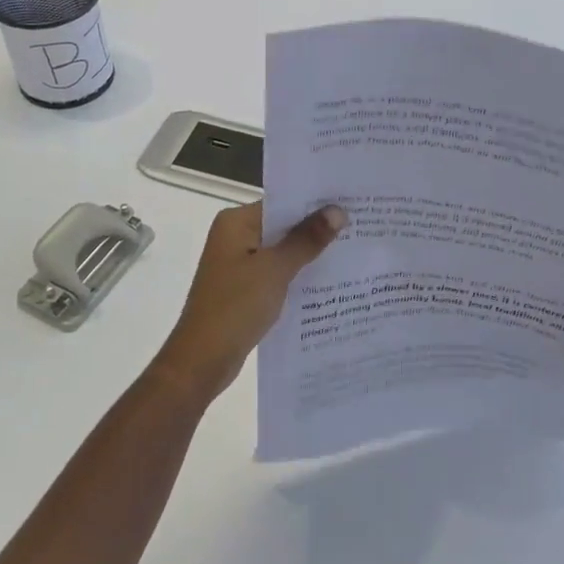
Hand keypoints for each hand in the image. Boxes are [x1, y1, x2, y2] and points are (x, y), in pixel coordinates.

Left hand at [151, 201, 346, 402]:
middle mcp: (235, 237)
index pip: (282, 203)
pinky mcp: (244, 289)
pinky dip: (297, 275)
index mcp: (236, 223)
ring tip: (354, 250)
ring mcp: (238, 265)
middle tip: (360, 225)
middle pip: (283, 226)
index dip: (315, 203)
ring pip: (282, 252)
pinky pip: (277, 274)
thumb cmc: (236, 306)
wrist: (202, 361)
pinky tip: (329, 281)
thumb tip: (337, 211)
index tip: (350, 203)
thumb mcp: (275, 269)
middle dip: (316, 229)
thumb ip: (306, 239)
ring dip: (309, 254)